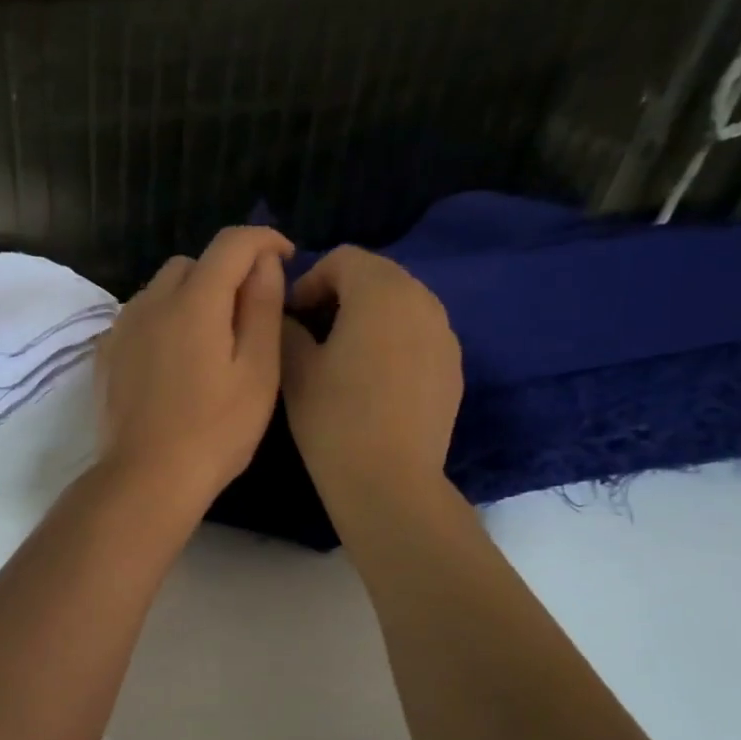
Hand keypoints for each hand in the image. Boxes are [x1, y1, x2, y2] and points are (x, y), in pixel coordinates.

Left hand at [95, 226, 292, 514]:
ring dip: (190, 297)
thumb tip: (264, 263)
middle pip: (193, 264)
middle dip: (225, 273)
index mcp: (194, 301)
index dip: (263, 240)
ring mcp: (122, 327)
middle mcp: (151, 301)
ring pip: (162, 289)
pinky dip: (163, 321)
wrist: (146, 478)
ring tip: (210, 342)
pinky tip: (174, 361)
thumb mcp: (258, 371)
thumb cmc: (215, 430)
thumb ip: (263, 307)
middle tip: (247, 315)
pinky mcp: (106, 353)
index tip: (284, 258)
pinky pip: (140, 317)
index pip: (231, 243)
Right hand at [280, 246, 462, 501]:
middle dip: (340, 294)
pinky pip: (419, 334)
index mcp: (380, 291)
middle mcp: (422, 300)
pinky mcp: (454, 365)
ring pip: (401, 304)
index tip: (291, 317)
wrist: (389, 480)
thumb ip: (287, 327)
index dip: (309, 281)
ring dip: (368, 316)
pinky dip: (393, 340)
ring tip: (342, 356)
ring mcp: (445, 333)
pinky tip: (373, 380)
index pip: (342, 259)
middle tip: (312, 332)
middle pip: (376, 276)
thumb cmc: (334, 419)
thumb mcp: (295, 369)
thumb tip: (287, 316)